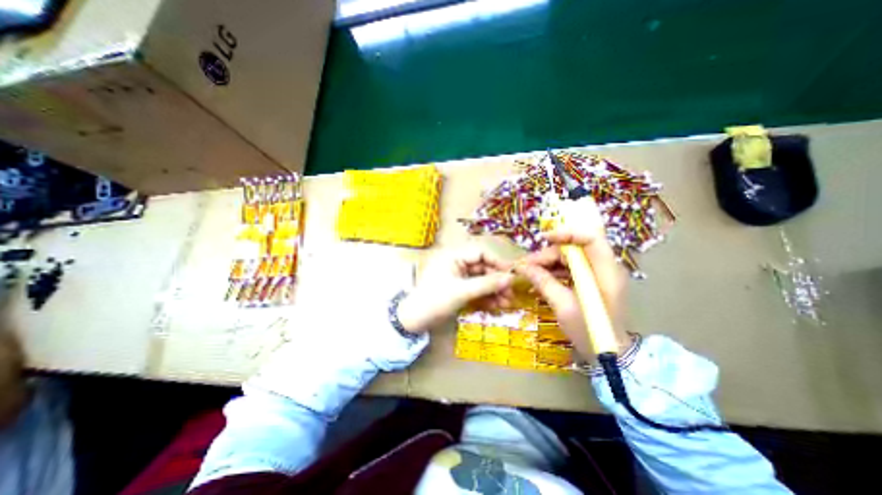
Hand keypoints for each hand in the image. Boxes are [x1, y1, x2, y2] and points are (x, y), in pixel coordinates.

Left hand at [397, 245, 514, 331]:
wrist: (414, 320)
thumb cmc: (435, 300)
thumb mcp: (462, 292)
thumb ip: (487, 284)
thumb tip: (511, 278)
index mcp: (453, 255)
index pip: (481, 253)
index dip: (498, 262)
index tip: (512, 274)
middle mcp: (457, 263)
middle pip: (483, 267)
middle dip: (497, 281)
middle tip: (511, 294)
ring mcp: (458, 276)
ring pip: (480, 279)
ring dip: (494, 291)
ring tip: (507, 303)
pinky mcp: (458, 288)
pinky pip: (475, 289)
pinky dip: (485, 296)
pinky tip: (496, 306)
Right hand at [518, 198, 634, 363]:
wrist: (610, 355)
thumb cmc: (591, 332)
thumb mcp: (564, 307)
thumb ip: (544, 283)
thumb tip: (523, 267)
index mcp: (605, 272)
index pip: (591, 239)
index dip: (568, 234)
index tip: (544, 239)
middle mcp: (603, 268)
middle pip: (574, 249)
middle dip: (548, 254)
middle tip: (526, 266)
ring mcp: (597, 275)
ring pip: (569, 259)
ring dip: (547, 263)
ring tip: (527, 272)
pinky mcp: (590, 282)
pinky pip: (569, 270)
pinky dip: (553, 272)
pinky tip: (538, 278)